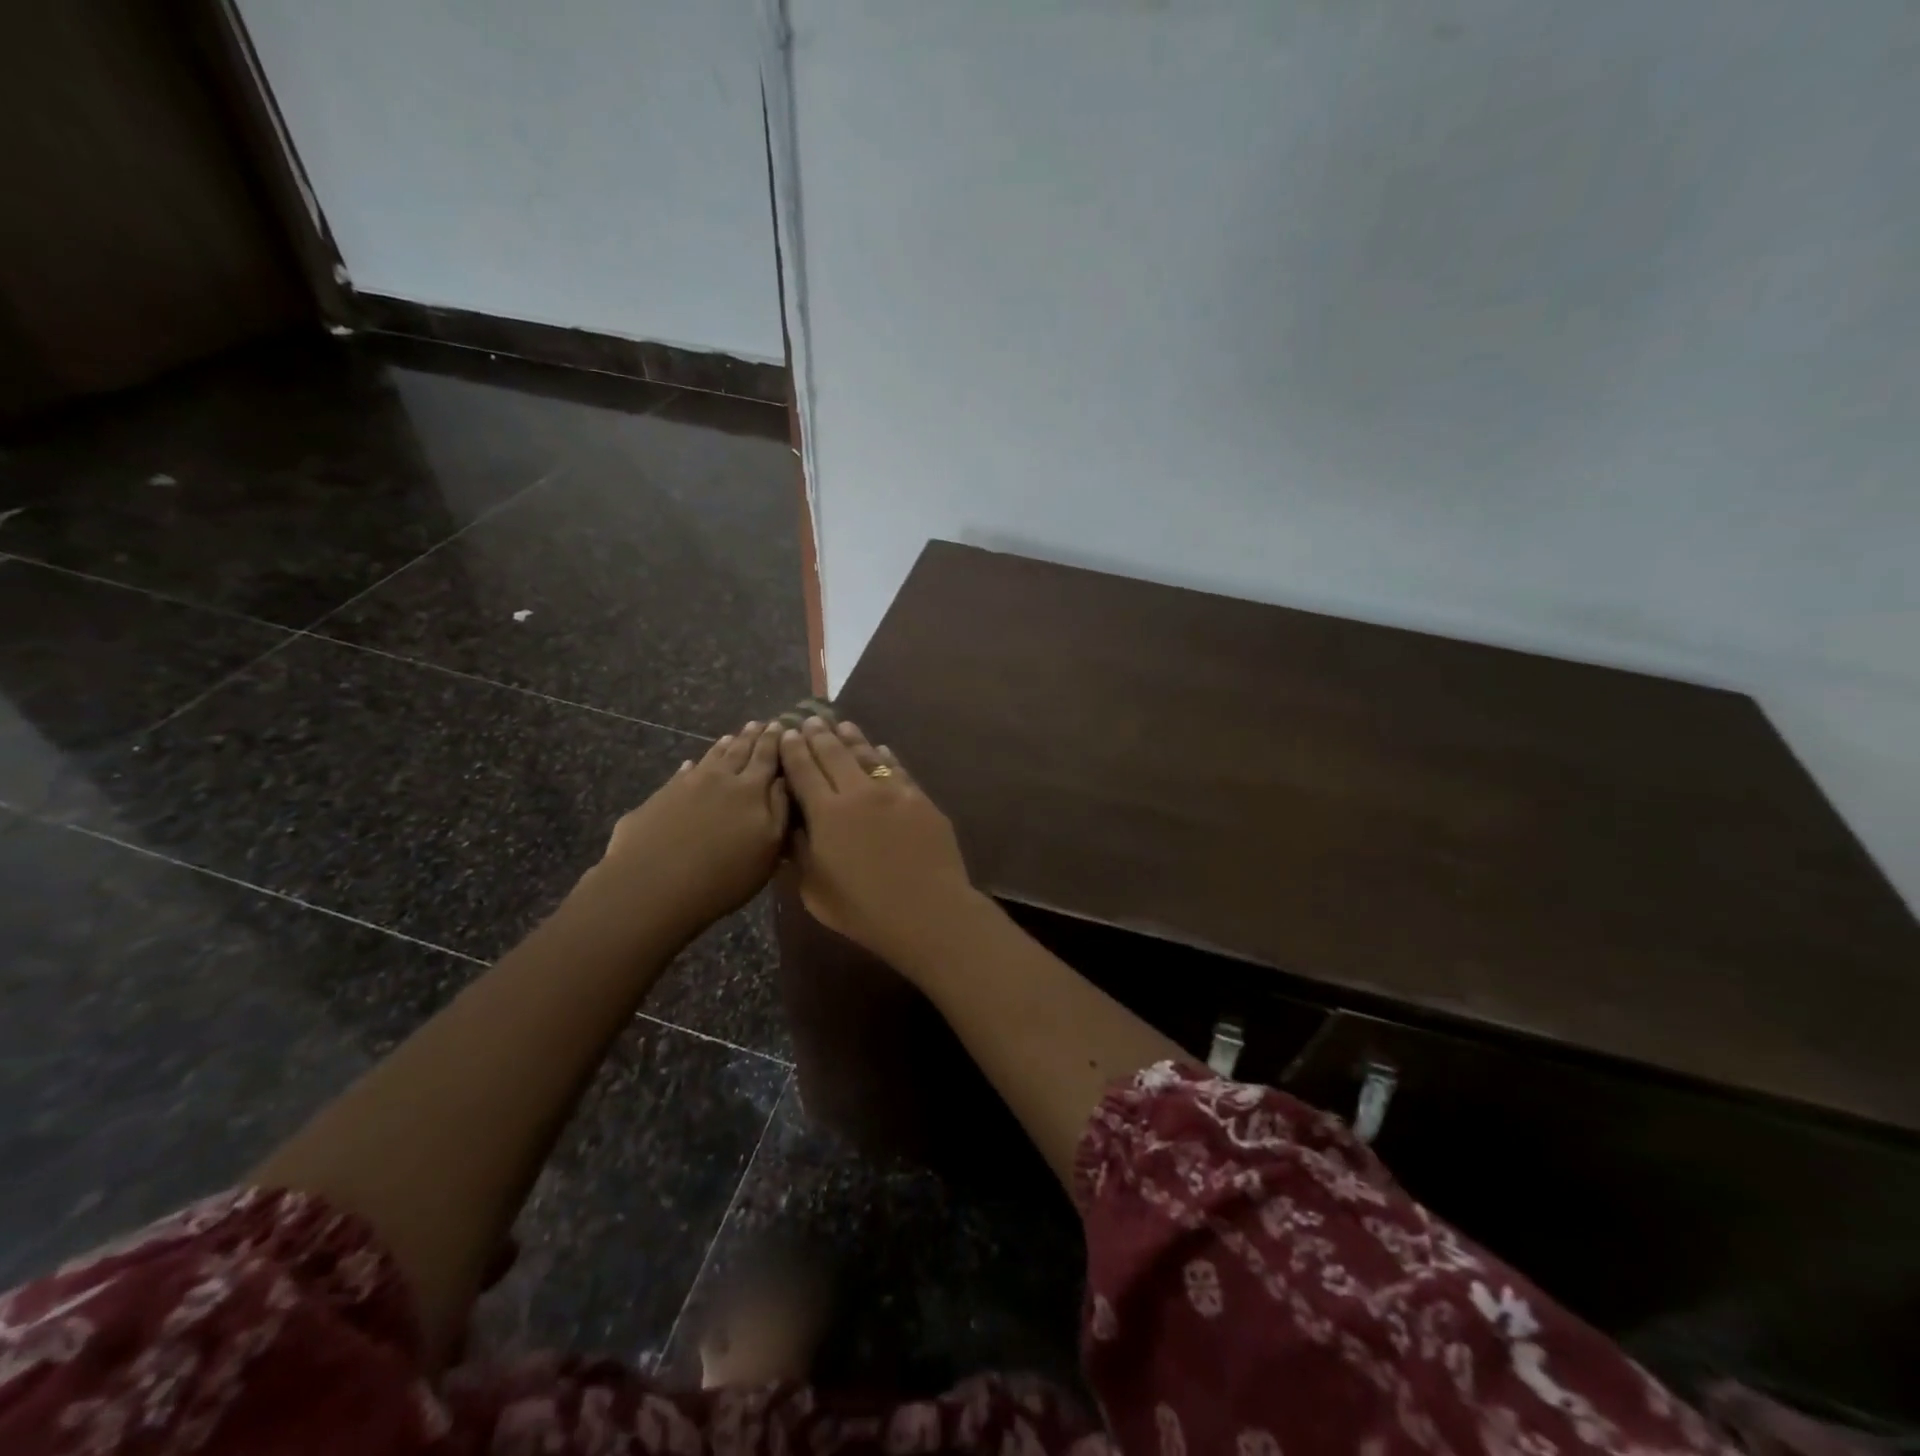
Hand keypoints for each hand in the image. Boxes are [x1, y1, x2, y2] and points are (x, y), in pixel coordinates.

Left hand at [587, 721, 789, 933]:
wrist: (651, 887)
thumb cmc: (723, 876)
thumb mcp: (768, 849)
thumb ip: (780, 810)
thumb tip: (784, 779)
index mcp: (752, 789)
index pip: (767, 758)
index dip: (775, 741)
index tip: (780, 725)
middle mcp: (720, 779)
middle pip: (739, 752)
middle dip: (752, 737)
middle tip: (760, 723)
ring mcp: (686, 785)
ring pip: (711, 758)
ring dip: (724, 746)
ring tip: (732, 736)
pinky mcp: (659, 798)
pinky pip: (682, 774)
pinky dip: (692, 766)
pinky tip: (691, 765)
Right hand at [778, 716, 980, 968]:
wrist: (927, 910)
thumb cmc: (864, 910)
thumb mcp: (815, 890)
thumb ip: (799, 854)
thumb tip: (789, 827)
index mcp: (826, 813)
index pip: (804, 770)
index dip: (793, 750)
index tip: (787, 733)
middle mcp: (858, 792)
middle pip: (834, 754)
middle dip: (819, 735)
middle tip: (810, 719)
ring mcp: (893, 792)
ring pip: (867, 756)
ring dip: (851, 738)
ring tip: (841, 725)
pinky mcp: (920, 799)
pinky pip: (897, 770)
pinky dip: (885, 757)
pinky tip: (880, 749)